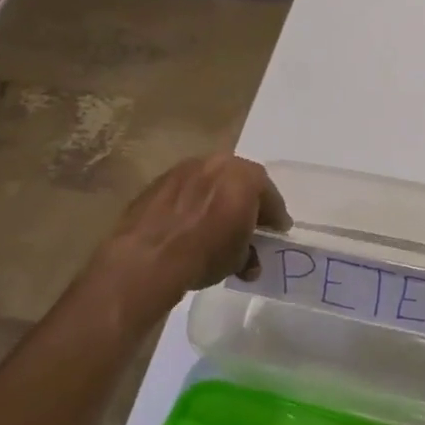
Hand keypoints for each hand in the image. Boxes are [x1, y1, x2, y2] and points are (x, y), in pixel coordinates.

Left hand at [102, 155, 289, 310]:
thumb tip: (249, 261)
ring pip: (211, 182)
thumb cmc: (205, 253)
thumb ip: (249, 253)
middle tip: (250, 223)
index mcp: (245, 176)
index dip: (275, 214)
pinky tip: (189, 224)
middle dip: (246, 201)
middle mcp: (217, 163)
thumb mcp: (238, 259)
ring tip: (216, 224)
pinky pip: (186, 190)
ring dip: (217, 199)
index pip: (269, 194)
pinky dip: (192, 203)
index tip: (277, 229)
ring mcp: (184, 169)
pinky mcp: (158, 181)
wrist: (147, 257)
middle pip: (239, 181)